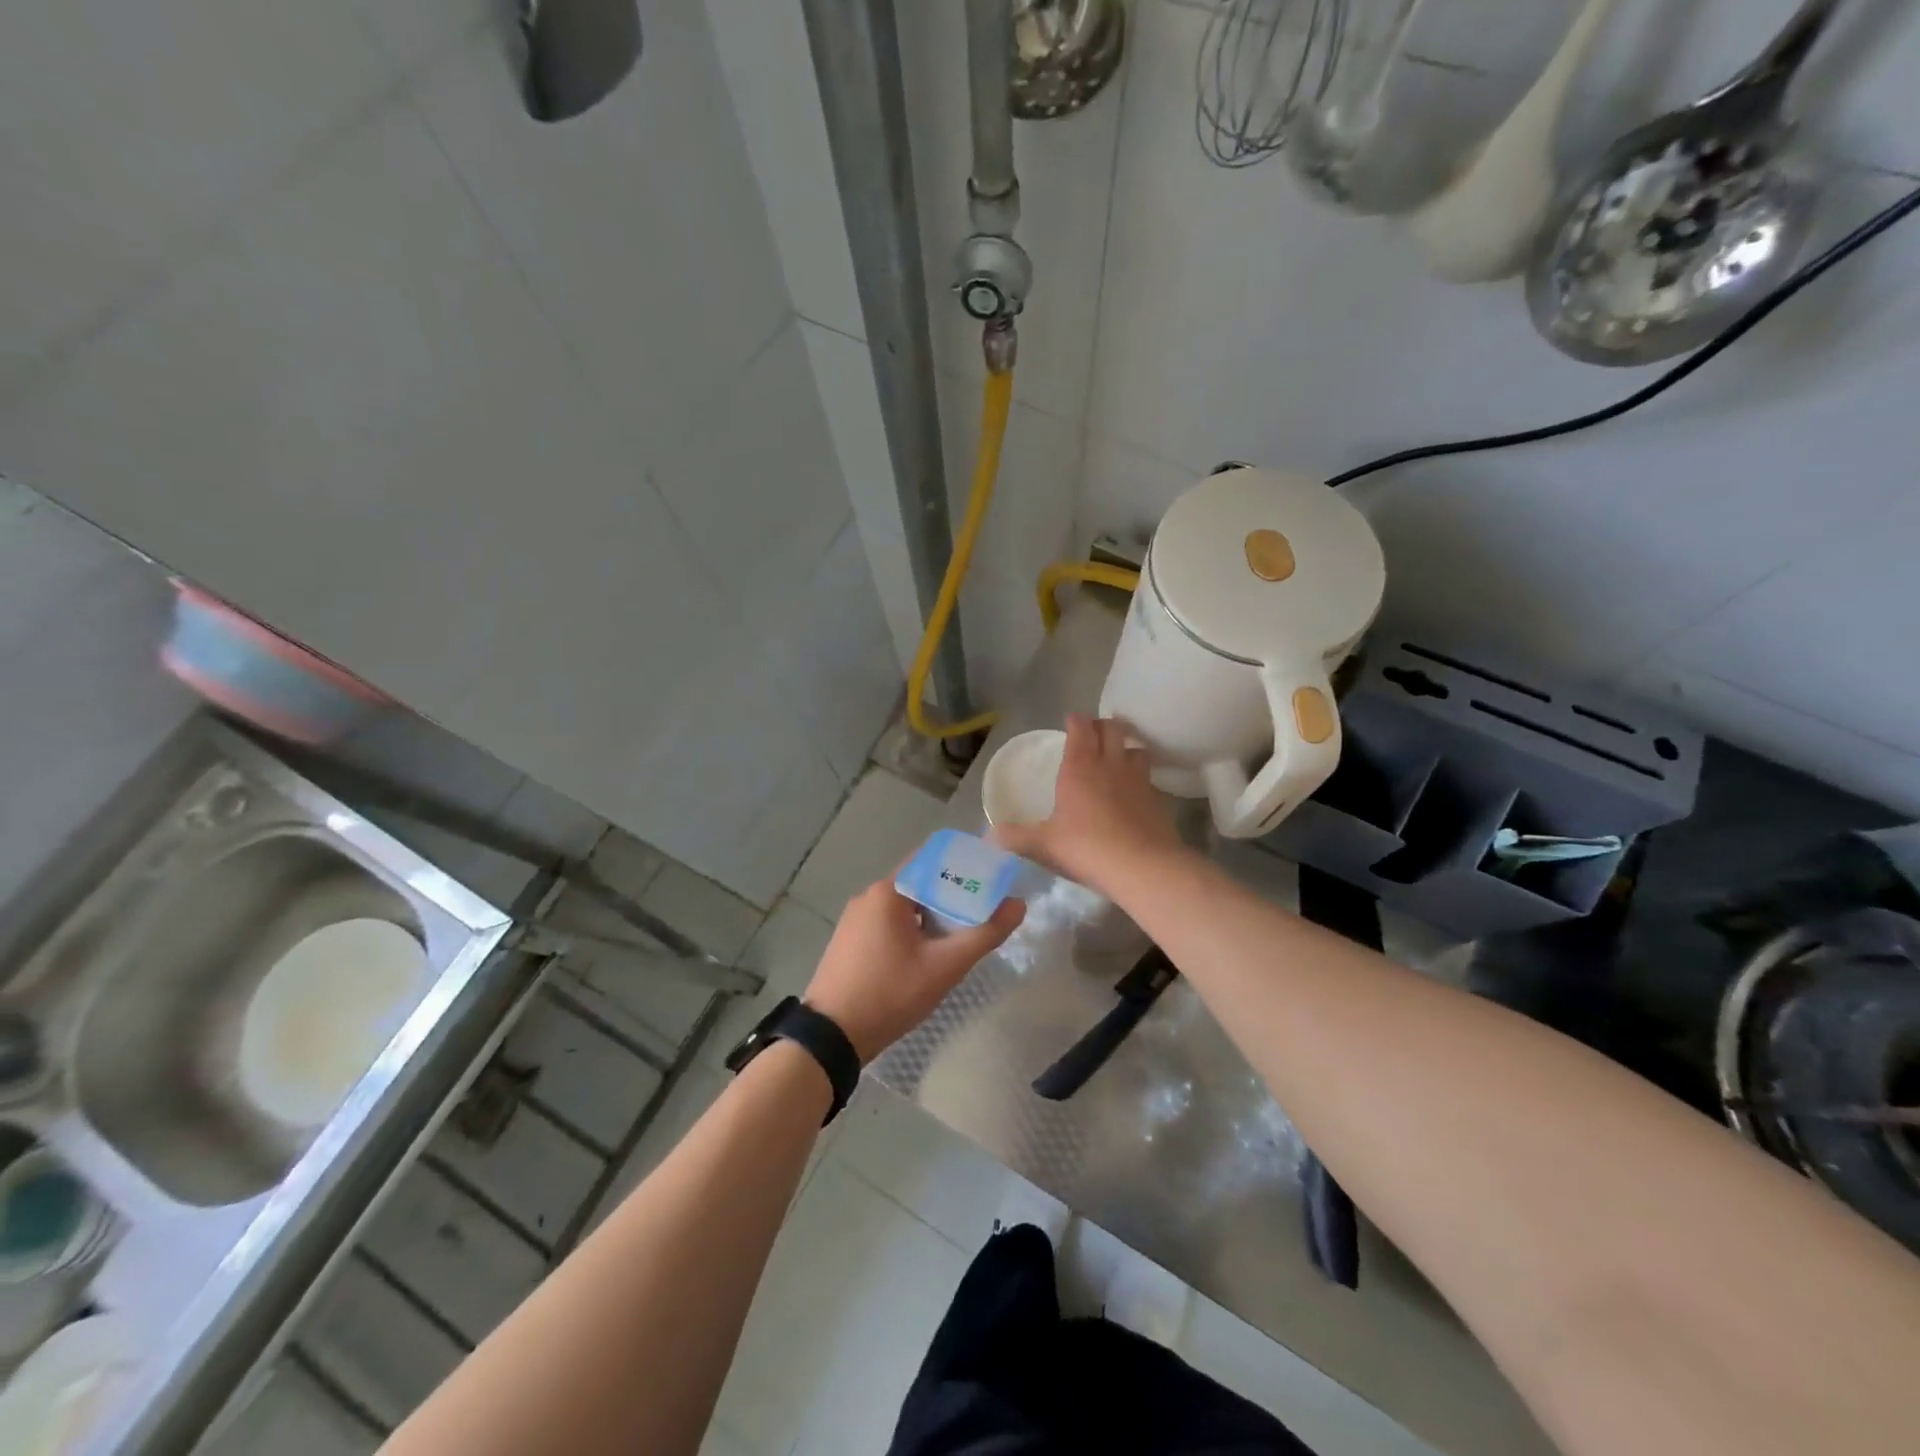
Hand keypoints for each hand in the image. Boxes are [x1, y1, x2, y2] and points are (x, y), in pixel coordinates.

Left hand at [804, 879, 1024, 1063]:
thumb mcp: (944, 967)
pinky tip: (929, 953)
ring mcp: (855, 919)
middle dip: (953, 895)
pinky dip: (913, 930)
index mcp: (888, 891)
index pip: (932, 860)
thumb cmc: (889, 994)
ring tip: (963, 934)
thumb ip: (984, 934)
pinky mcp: (850, 941)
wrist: (831, 1037)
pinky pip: (889, 923)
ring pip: (905, 906)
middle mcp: (869, 896)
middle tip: (985, 911)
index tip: (992, 877)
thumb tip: (1018, 905)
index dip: (964, 866)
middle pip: (920, 884)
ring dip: (933, 916)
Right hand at [992, 713, 1188, 895]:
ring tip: (1118, 758)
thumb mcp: (1043, 844)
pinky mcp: (1158, 798)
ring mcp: (1138, 779)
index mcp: (1079, 767)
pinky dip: (1140, 778)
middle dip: (1102, 725)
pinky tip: (1133, 793)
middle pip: (1112, 728)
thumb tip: (988, 835)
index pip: (1080, 727)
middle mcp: (1110, 764)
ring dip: (1126, 747)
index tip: (1070, 721)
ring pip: (1136, 748)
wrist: (1141, 867)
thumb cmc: (1086, 847)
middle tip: (1093, 734)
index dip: (1075, 720)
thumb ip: (1015, 837)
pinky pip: (1148, 777)